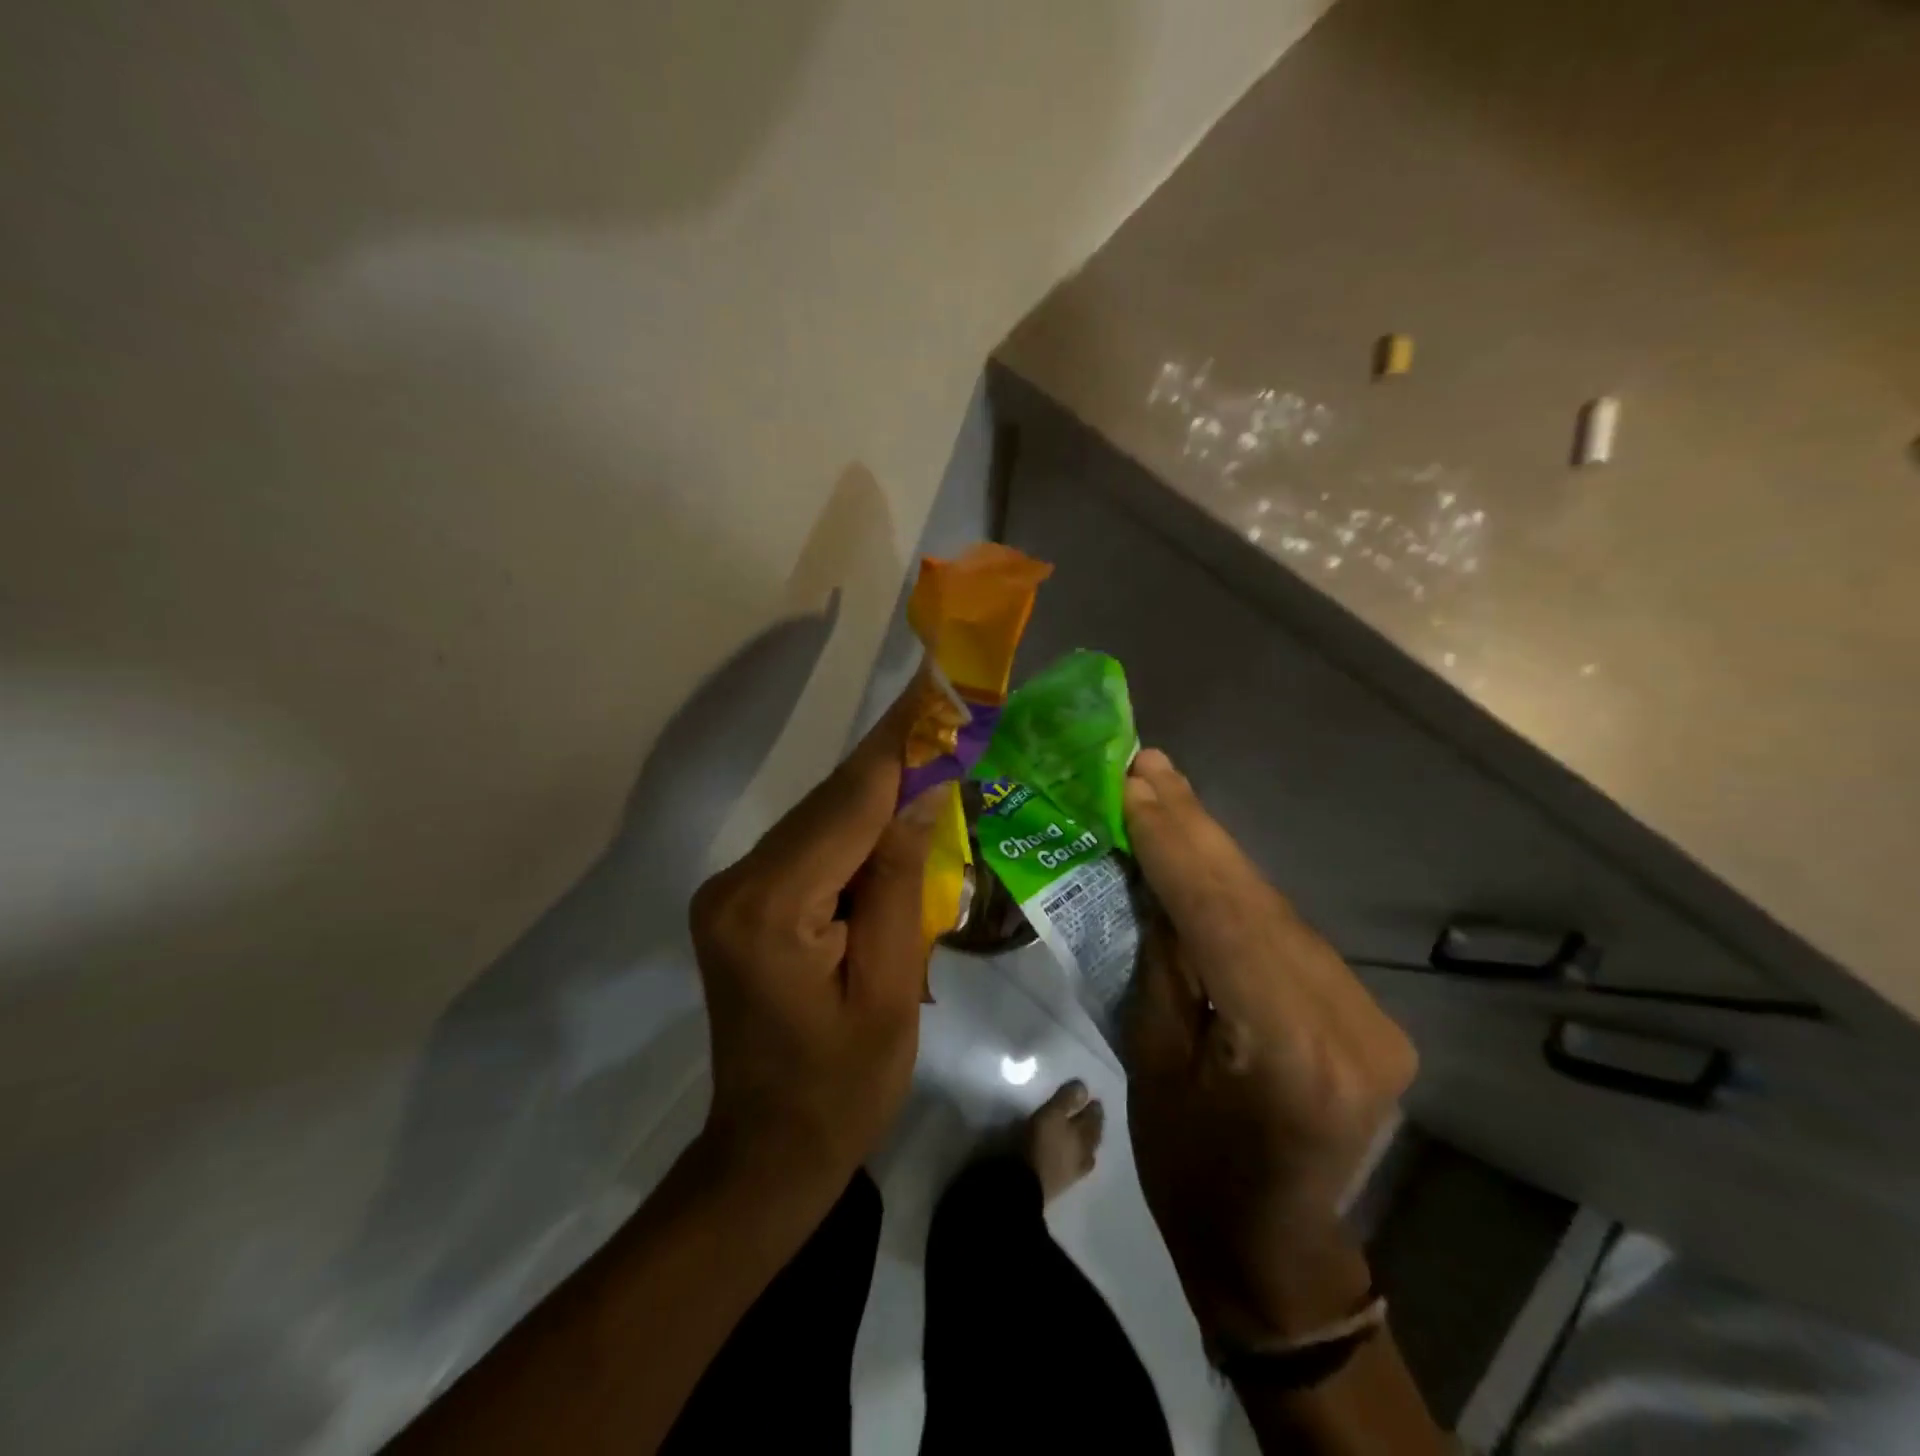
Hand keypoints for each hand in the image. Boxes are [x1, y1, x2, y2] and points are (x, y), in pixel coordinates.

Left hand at [688, 684, 938, 1206]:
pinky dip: (857, 826)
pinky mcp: (742, 901)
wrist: (769, 1150)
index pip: (849, 805)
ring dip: (879, 791)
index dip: (900, 743)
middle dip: (894, 759)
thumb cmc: (844, 1088)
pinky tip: (898, 816)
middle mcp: (737, 883)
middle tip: (949, 711)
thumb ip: (902, 883)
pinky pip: (812, 846)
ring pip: (822, 819)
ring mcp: (732, 890)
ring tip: (937, 753)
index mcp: (770, 909)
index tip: (935, 686)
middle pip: (831, 803)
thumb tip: (921, 791)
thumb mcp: (891, 989)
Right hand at [1123, 749, 1416, 1347]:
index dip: (1173, 844)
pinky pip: (1284, 930)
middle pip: (1255, 900)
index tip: (1133, 782)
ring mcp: (1368, 1014)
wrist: (1276, 1252)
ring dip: (1213, 848)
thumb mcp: (1154, 1066)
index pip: (1222, 920)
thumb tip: (1150, 878)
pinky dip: (1235, 887)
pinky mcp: (1363, 1009)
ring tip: (1163, 789)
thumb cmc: (1193, 1174)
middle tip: (1146, 764)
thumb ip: (1161, 963)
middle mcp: (1348, 1022)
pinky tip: (1200, 847)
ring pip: (1272, 906)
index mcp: (1290, 1050)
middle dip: (1193, 827)